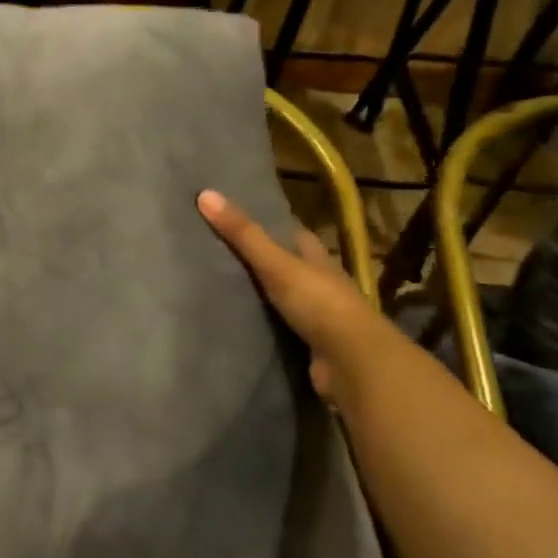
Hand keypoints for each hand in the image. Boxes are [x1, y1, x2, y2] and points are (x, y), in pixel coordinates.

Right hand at [196, 189, 386, 400]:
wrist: (353, 364)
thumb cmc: (319, 303)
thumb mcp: (277, 264)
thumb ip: (243, 234)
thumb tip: (205, 194)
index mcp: (317, 257)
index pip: (292, 233)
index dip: (268, 222)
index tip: (235, 215)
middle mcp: (320, 283)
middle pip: (286, 264)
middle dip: (258, 258)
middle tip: (216, 249)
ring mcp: (317, 315)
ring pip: (282, 296)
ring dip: (258, 293)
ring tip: (217, 283)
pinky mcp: (309, 344)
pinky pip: (278, 327)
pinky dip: (261, 323)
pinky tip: (236, 320)